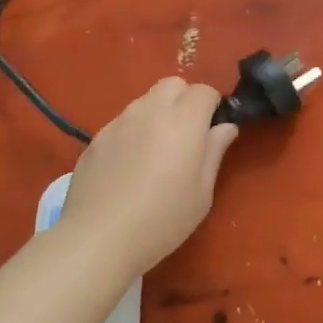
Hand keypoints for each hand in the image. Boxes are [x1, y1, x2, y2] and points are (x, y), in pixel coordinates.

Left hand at [56, 78, 239, 275]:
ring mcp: (119, 122)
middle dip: (184, 100)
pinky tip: (128, 167)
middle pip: (173, 84)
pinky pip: (122, 122)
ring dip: (157, 114)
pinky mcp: (96, 138)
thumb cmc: (162, 219)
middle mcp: (150, 111)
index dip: (212, 106)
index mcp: (184, 121)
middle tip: (186, 135)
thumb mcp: (202, 192)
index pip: (204, 90)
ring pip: (145, 101)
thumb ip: (214, 152)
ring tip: (155, 152)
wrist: (99, 238)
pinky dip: (133, 132)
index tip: (212, 131)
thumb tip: (225, 127)